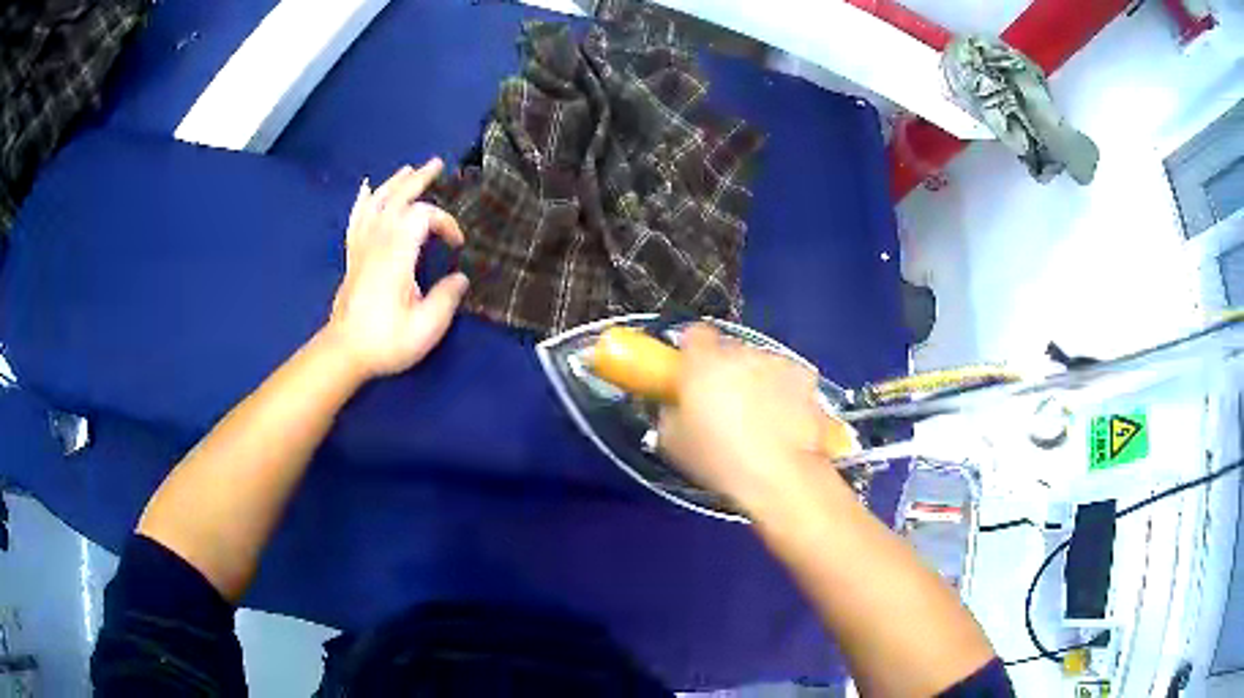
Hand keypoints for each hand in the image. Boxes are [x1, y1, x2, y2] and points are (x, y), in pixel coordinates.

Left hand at [325, 160, 468, 379]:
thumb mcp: (426, 327)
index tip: (457, 245)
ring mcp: (361, 247)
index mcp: (396, 254)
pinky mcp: (353, 256)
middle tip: (437, 164)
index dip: (445, 222)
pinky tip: (366, 189)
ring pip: (376, 203)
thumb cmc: (386, 340)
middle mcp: (377, 242)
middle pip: (397, 198)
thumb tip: (461, 278)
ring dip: (394, 184)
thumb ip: (447, 298)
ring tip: (409, 170)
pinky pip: (356, 219)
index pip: (422, 216)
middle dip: (419, 180)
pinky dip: (362, 201)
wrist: (345, 352)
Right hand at [658, 324, 855, 507]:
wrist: (777, 475)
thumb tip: (675, 407)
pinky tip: (783, 419)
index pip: (695, 334)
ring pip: (761, 363)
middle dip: (726, 371)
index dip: (693, 351)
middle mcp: (742, 353)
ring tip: (757, 417)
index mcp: (703, 362)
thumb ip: (670, 412)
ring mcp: (777, 363)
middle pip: (730, 350)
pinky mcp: (806, 379)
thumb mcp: (672, 442)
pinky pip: (789, 378)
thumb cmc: (719, 460)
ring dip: (757, 380)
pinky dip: (786, 392)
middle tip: (722, 404)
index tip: (691, 371)